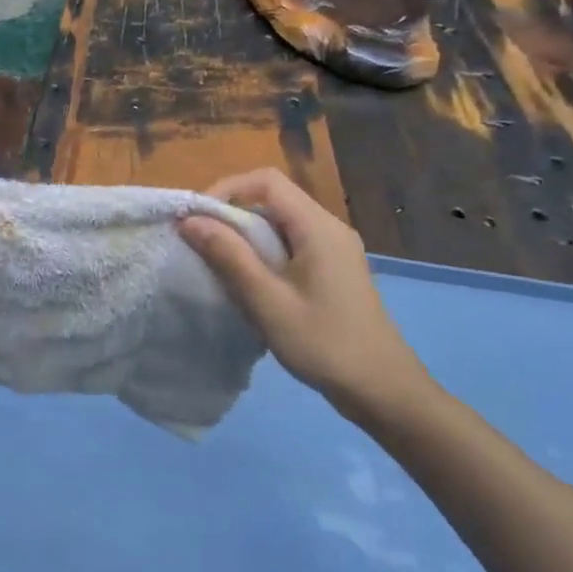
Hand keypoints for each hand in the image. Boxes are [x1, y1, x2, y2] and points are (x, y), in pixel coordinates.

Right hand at [180, 168, 438, 427]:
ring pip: (280, 225)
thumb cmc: (323, 343)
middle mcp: (329, 228)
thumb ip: (229, 256)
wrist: (382, 390)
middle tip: (201, 244)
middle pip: (273, 200)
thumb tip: (190, 220)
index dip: (227, 189)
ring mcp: (334, 250)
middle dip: (233, 216)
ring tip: (220, 266)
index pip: (267, 182)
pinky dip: (264, 255)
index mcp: (318, 227)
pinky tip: (250, 285)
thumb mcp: (267, 301)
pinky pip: (291, 246)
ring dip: (247, 238)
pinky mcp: (333, 270)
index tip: (197, 218)